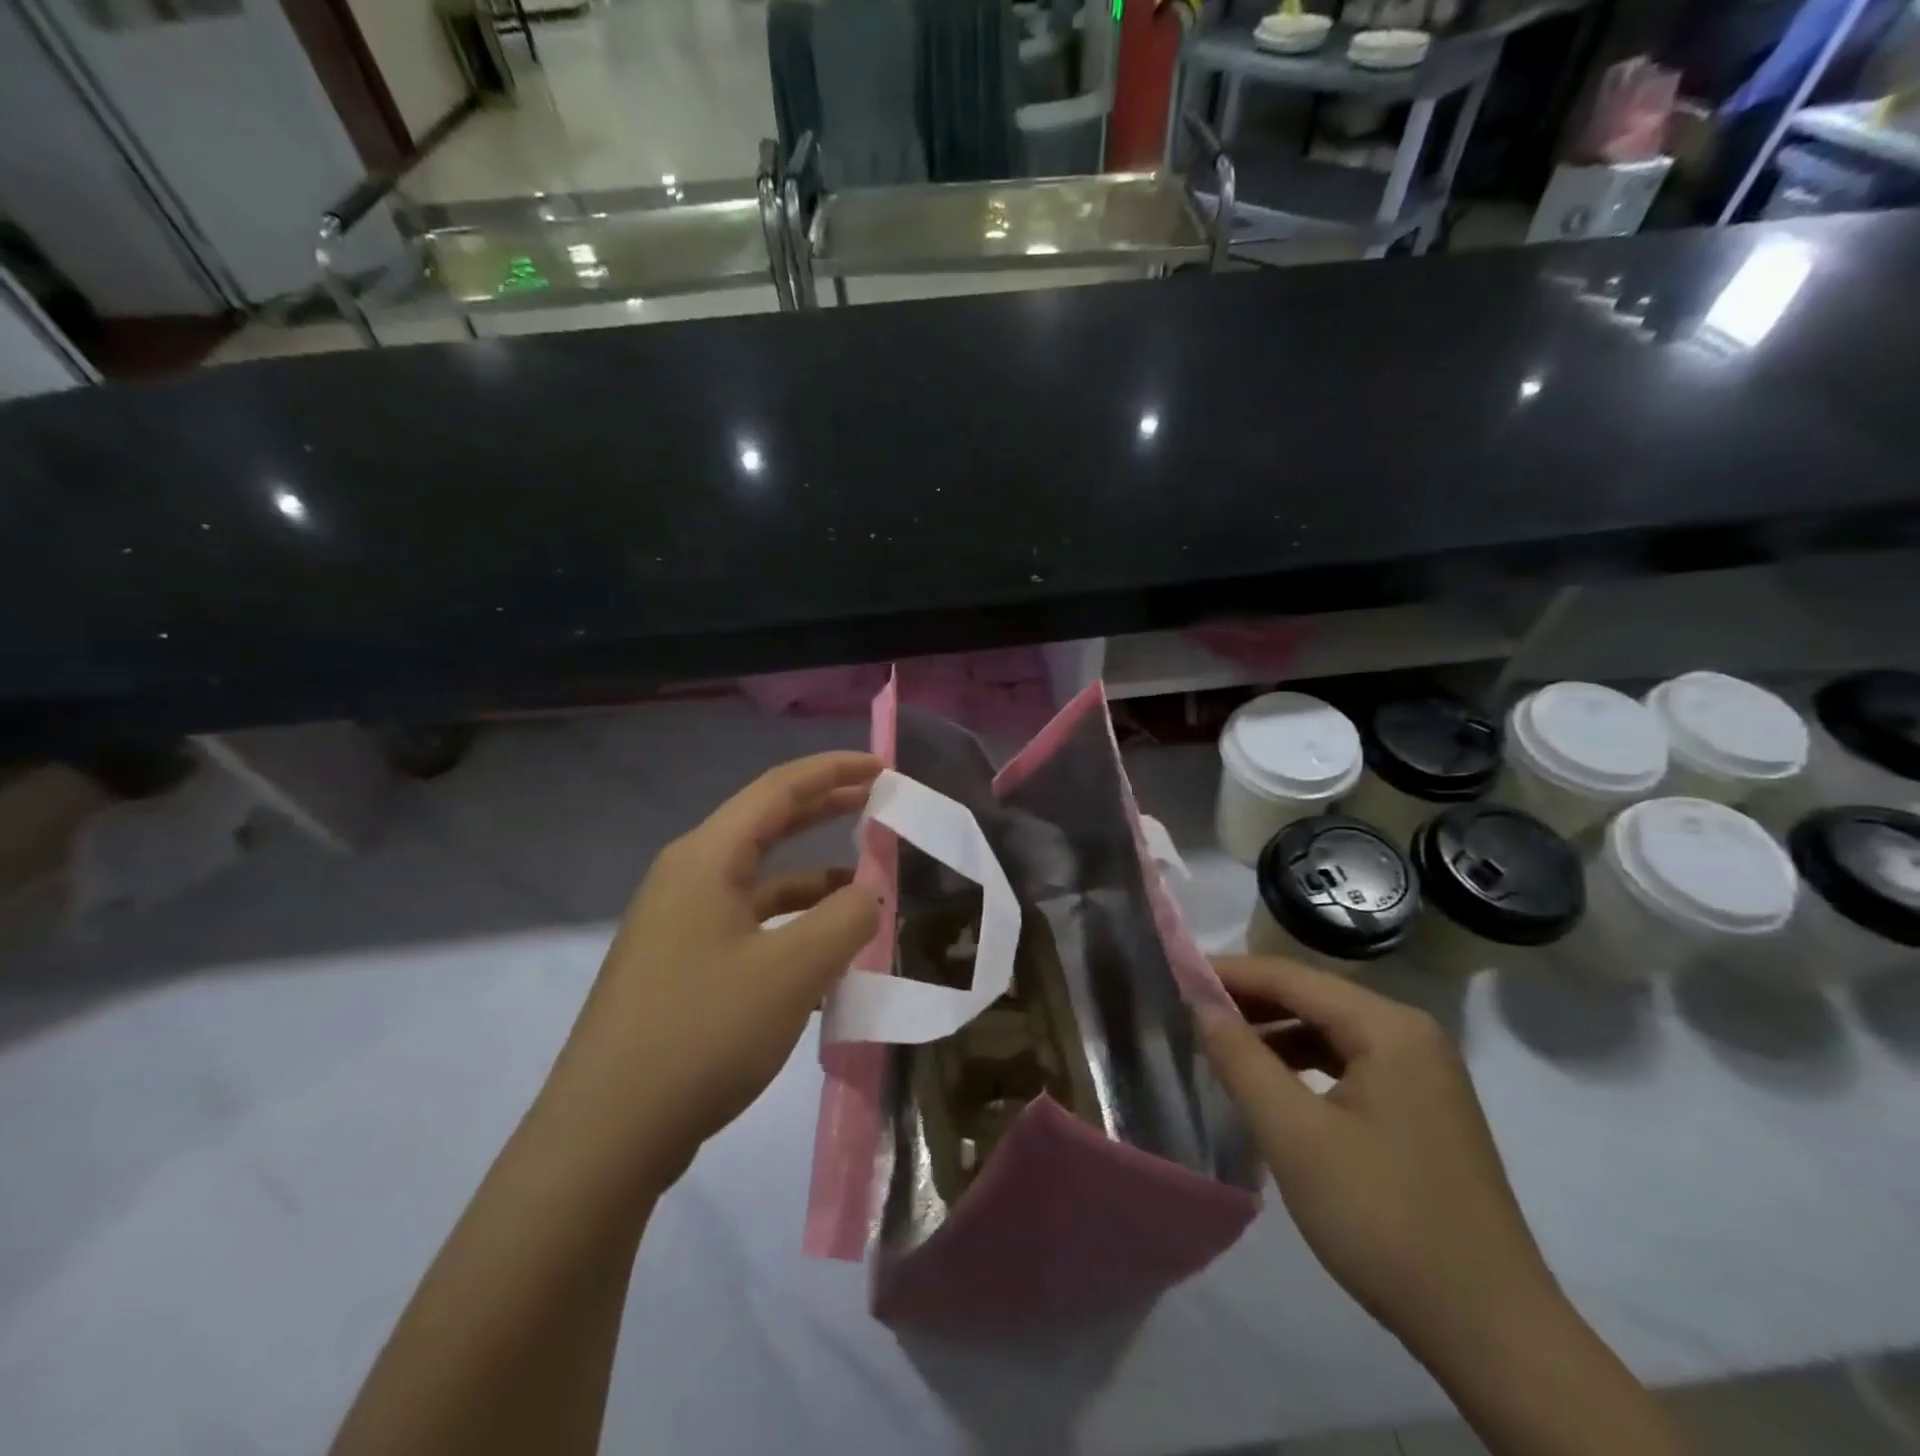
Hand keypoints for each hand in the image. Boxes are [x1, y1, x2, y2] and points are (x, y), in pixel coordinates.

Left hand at [550, 752, 881, 1188]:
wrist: (605, 1136)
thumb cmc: (702, 1033)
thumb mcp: (792, 971)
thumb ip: (847, 919)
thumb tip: (873, 892)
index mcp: (706, 858)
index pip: (779, 789)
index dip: (834, 771)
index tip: (883, 768)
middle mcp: (688, 878)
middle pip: (767, 825)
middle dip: (825, 810)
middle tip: (879, 803)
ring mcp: (680, 924)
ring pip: (760, 882)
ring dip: (813, 880)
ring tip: (867, 891)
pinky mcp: (682, 966)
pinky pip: (750, 926)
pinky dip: (792, 926)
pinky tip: (826, 957)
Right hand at [1198, 956, 1561, 1360]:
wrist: (1492, 1332)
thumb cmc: (1383, 1219)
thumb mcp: (1294, 1135)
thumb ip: (1240, 1058)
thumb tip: (1200, 1003)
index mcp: (1389, 1027)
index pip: (1291, 977)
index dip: (1228, 973)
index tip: (1174, 976)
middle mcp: (1411, 1034)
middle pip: (1313, 998)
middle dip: (1249, 1002)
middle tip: (1187, 1010)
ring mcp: (1423, 1072)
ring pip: (1330, 1031)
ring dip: (1274, 1033)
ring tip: (1219, 1045)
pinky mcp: (1422, 1107)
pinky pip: (1349, 1063)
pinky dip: (1303, 1064)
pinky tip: (1271, 1085)